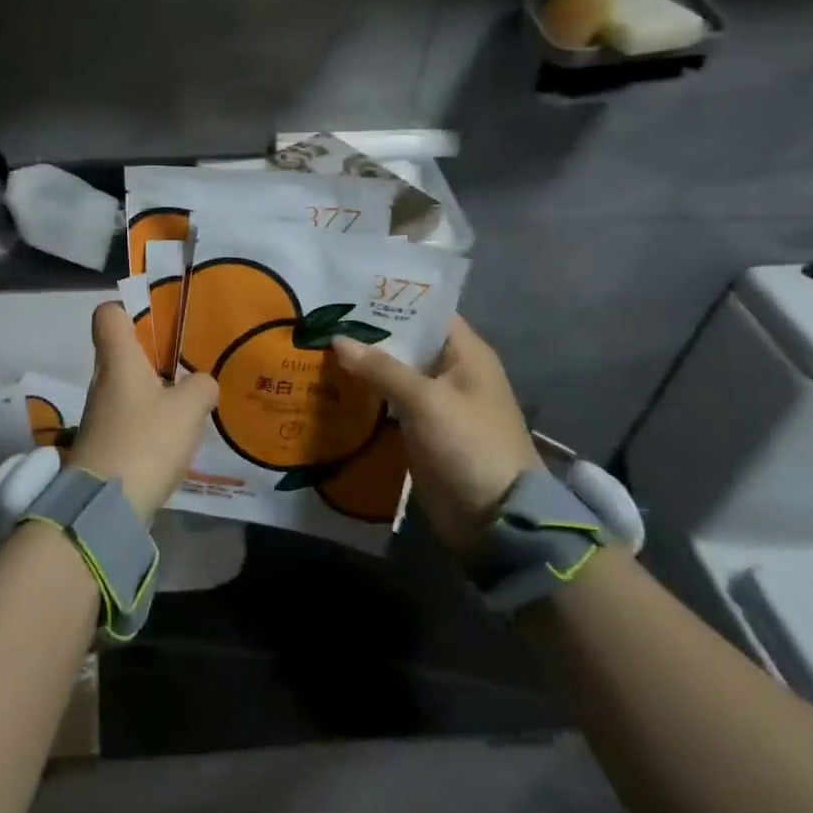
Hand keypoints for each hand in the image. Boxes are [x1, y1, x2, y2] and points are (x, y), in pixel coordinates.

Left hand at [68, 302, 218, 521]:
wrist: (106, 506)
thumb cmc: (146, 441)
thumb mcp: (188, 408)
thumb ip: (201, 386)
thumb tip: (202, 383)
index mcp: (118, 360)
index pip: (107, 314)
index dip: (128, 309)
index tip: (157, 321)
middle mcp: (103, 381)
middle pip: (122, 352)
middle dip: (154, 355)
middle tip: (188, 365)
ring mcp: (100, 415)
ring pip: (128, 388)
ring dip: (155, 392)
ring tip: (190, 403)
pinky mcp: (105, 445)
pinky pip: (130, 419)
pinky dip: (150, 423)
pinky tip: (176, 437)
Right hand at [331, 318, 540, 554]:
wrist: (495, 519)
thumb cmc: (468, 445)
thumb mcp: (425, 400)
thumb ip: (381, 368)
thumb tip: (338, 339)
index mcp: (466, 353)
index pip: (426, 312)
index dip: (390, 301)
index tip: (347, 293)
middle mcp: (452, 372)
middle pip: (407, 342)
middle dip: (368, 335)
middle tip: (321, 321)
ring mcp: (438, 404)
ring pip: (395, 374)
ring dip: (364, 367)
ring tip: (317, 350)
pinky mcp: (423, 431)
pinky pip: (391, 404)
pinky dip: (368, 398)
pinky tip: (333, 390)